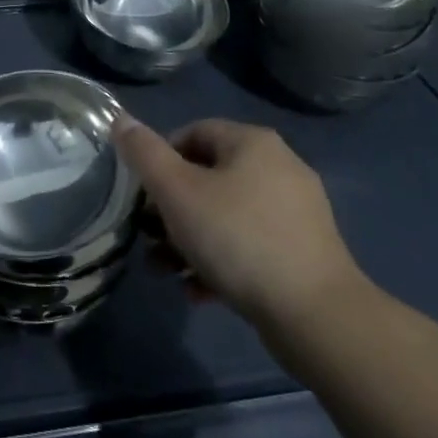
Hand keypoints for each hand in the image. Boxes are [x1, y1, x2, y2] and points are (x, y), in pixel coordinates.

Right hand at [114, 116, 363, 334]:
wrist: (317, 317)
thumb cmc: (238, 239)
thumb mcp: (177, 192)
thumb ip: (145, 154)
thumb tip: (120, 119)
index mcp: (253, 142)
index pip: (192, 133)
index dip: (161, 160)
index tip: (143, 196)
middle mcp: (280, 167)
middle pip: (208, 176)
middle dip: (172, 208)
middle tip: (150, 237)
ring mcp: (296, 212)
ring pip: (227, 215)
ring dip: (190, 239)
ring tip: (165, 271)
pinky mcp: (305, 252)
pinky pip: (251, 245)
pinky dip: (221, 262)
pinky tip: (198, 291)